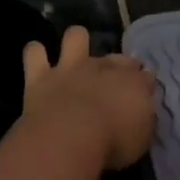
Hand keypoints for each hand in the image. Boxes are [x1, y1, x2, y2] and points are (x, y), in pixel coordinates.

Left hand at [21, 27, 155, 170]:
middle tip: (115, 80)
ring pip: (76, 37)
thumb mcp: (142, 137)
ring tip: (75, 53)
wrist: (70, 137)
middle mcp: (103, 69)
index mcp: (133, 83)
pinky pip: (34, 53)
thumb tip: (141, 108)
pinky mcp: (41, 76)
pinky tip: (37, 57)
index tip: (144, 91)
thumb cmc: (114, 142)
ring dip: (76, 41)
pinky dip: (36, 53)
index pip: (145, 76)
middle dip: (119, 63)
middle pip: (116, 57)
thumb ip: (142, 118)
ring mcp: (70, 69)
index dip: (145, 82)